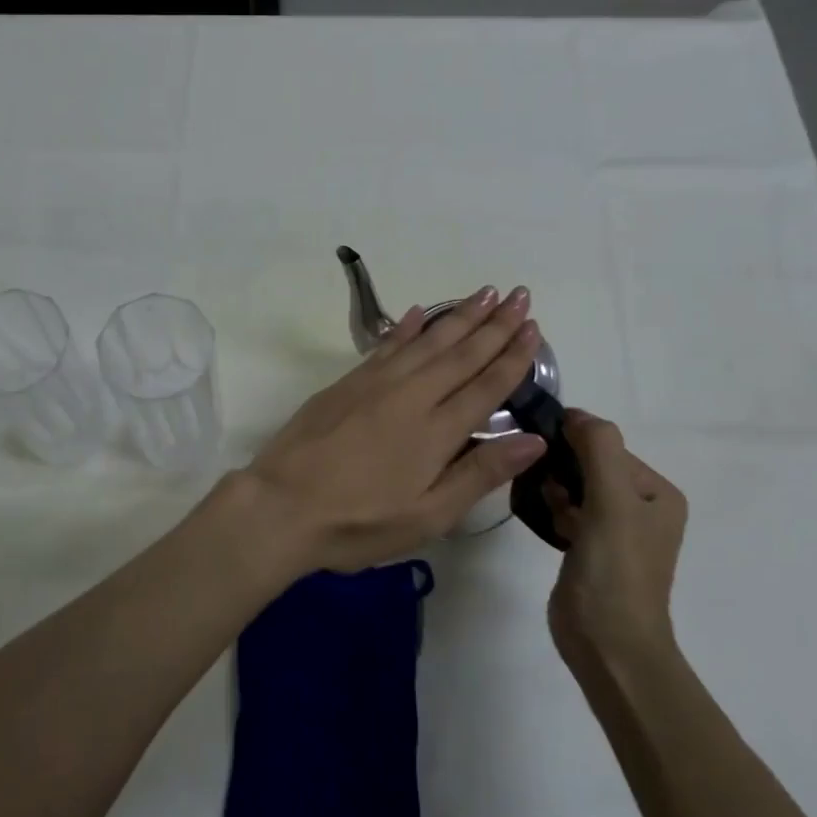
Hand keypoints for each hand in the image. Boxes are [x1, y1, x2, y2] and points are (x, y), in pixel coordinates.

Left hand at [245, 285, 549, 574]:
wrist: (281, 505)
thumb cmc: (358, 523)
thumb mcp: (428, 517)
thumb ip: (480, 474)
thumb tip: (534, 439)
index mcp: (436, 431)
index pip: (485, 385)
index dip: (513, 356)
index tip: (534, 328)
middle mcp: (410, 396)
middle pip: (460, 353)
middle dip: (494, 324)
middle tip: (519, 294)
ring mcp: (375, 384)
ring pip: (426, 341)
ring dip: (458, 316)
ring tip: (483, 293)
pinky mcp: (346, 383)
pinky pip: (386, 345)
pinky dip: (406, 328)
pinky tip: (419, 313)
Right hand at [544, 410, 687, 665]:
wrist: (609, 646)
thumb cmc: (615, 570)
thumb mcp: (611, 501)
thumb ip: (598, 449)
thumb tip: (574, 413)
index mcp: (658, 493)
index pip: (607, 446)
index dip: (574, 446)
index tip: (544, 459)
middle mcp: (641, 507)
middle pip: (590, 465)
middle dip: (563, 472)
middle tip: (548, 494)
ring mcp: (615, 530)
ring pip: (574, 488)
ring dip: (555, 492)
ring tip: (549, 512)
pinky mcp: (590, 549)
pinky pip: (567, 512)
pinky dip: (554, 512)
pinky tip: (547, 525)